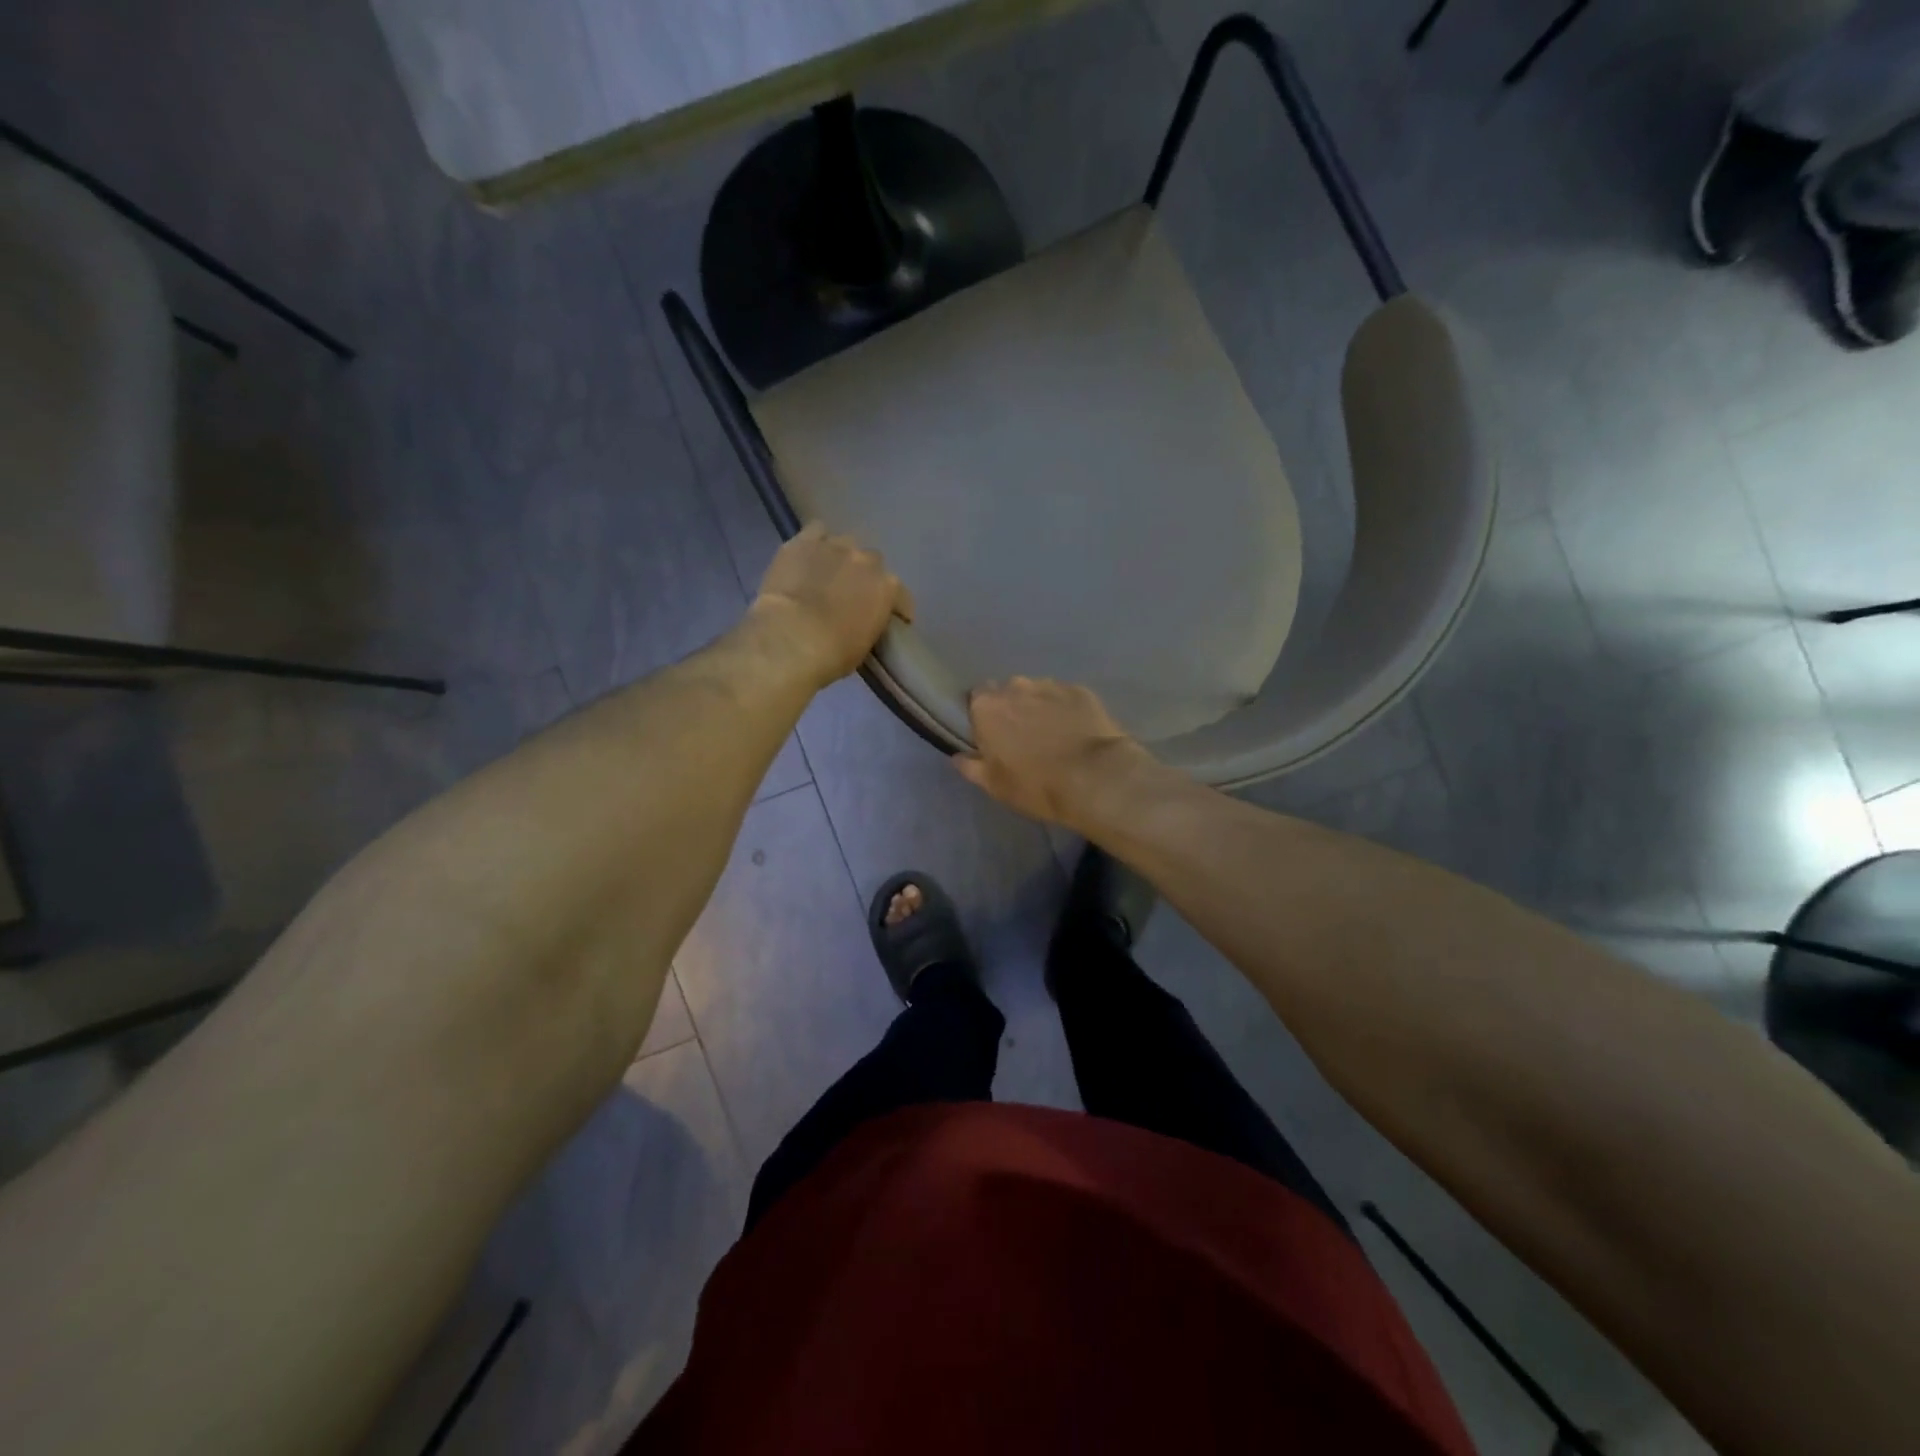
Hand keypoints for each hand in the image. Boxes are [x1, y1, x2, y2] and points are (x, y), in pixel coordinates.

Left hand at [752, 524, 913, 687]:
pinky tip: (809, 555)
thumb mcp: (864, 646)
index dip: (896, 608)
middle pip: (873, 562)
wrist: (790, 639)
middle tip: (851, 595)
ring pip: (845, 544)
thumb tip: (861, 621)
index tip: (890, 620)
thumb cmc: (832, 654)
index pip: (901, 596)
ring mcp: (835, 547)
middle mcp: (867, 561)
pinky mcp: (803, 542)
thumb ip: (870, 624)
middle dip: (864, 577)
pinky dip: (816, 542)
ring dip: (840, 557)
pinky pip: (816, 531)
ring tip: (827, 573)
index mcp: (888, 589)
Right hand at [955, 678, 1156, 829]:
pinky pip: (1065, 697)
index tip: (992, 737)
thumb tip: (958, 757)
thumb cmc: (1036, 785)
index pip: (975, 699)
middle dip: (1011, 709)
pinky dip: (1066, 710)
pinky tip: (1075, 731)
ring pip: (1036, 692)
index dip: (983, 718)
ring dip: (1039, 707)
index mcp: (987, 707)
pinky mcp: (1081, 691)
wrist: (1095, 778)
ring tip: (1052, 734)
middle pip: (1006, 692)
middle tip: (1022, 737)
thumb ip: (972, 767)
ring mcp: (1050, 685)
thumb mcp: (995, 785)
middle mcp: (1015, 686)